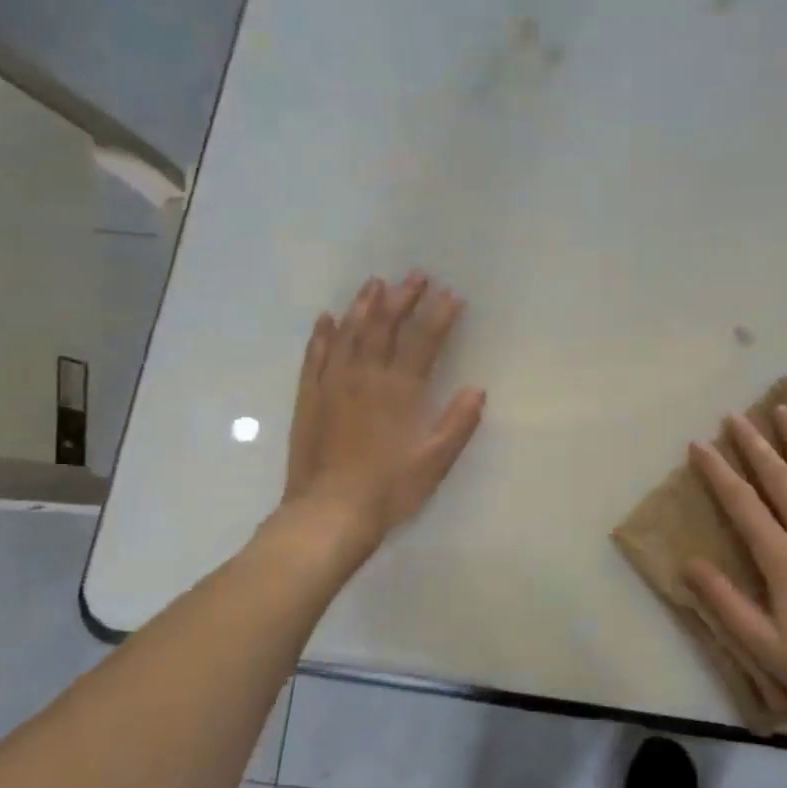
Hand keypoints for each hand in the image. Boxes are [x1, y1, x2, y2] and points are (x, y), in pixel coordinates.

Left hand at [275, 272, 484, 550]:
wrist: (329, 512)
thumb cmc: (389, 489)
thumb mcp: (435, 461)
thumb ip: (457, 423)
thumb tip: (477, 389)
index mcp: (400, 390)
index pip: (424, 341)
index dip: (440, 315)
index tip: (453, 294)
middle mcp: (366, 376)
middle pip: (385, 326)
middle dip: (403, 298)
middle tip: (415, 275)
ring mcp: (333, 384)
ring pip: (349, 333)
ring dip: (364, 305)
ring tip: (375, 283)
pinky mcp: (309, 397)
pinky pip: (315, 356)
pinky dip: (322, 334)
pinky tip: (327, 319)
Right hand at [686, 408, 786, 736]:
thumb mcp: (764, 645)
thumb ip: (725, 602)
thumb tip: (688, 563)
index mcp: (784, 561)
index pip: (742, 504)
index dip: (718, 471)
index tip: (699, 444)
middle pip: (780, 478)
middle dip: (754, 444)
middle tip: (735, 415)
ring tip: (782, 409)